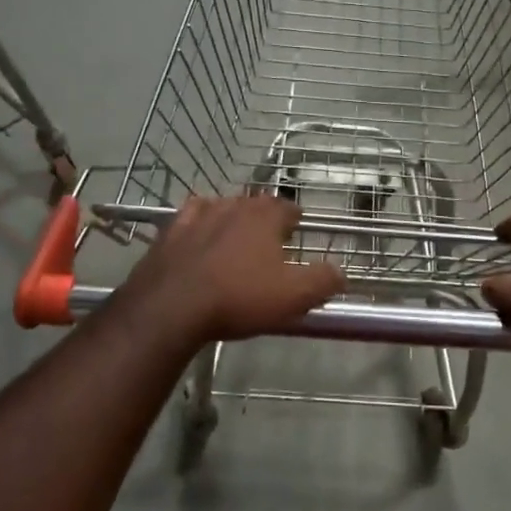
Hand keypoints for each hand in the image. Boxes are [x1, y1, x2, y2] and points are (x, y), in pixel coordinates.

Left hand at [117, 196, 344, 344]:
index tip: (298, 229)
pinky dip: (197, 225)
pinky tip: (197, 236)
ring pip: (221, 207)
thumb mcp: (293, 296)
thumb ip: (323, 280)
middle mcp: (232, 206)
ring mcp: (196, 215)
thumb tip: (341, 272)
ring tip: (235, 237)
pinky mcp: (169, 232)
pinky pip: (188, 219)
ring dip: (230, 218)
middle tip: (270, 239)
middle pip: (254, 204)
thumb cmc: (239, 297)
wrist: (171, 306)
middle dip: (263, 218)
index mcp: (264, 216)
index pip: (287, 206)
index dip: (295, 218)